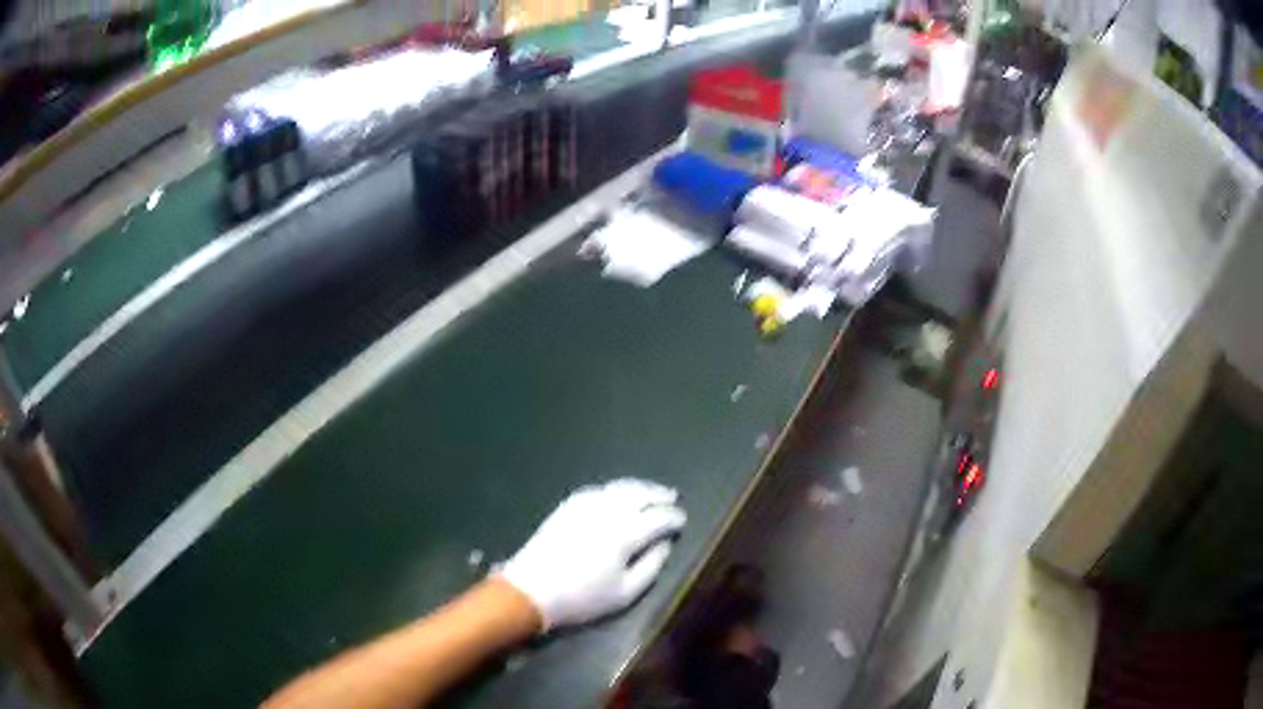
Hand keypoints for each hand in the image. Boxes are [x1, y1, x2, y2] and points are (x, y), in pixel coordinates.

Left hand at [498, 478, 686, 630]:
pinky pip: (597, 489)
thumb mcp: (625, 593)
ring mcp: (584, 505)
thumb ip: (651, 566)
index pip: (658, 518)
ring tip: (651, 492)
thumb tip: (665, 544)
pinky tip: (618, 495)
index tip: (682, 521)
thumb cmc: (583, 597)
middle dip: (658, 494)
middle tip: (672, 497)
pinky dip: (614, 489)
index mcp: (625, 533)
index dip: (673, 517)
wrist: (531, 590)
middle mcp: (607, 511)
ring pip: (618, 487)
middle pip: (639, 494)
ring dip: (638, 488)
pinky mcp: (566, 506)